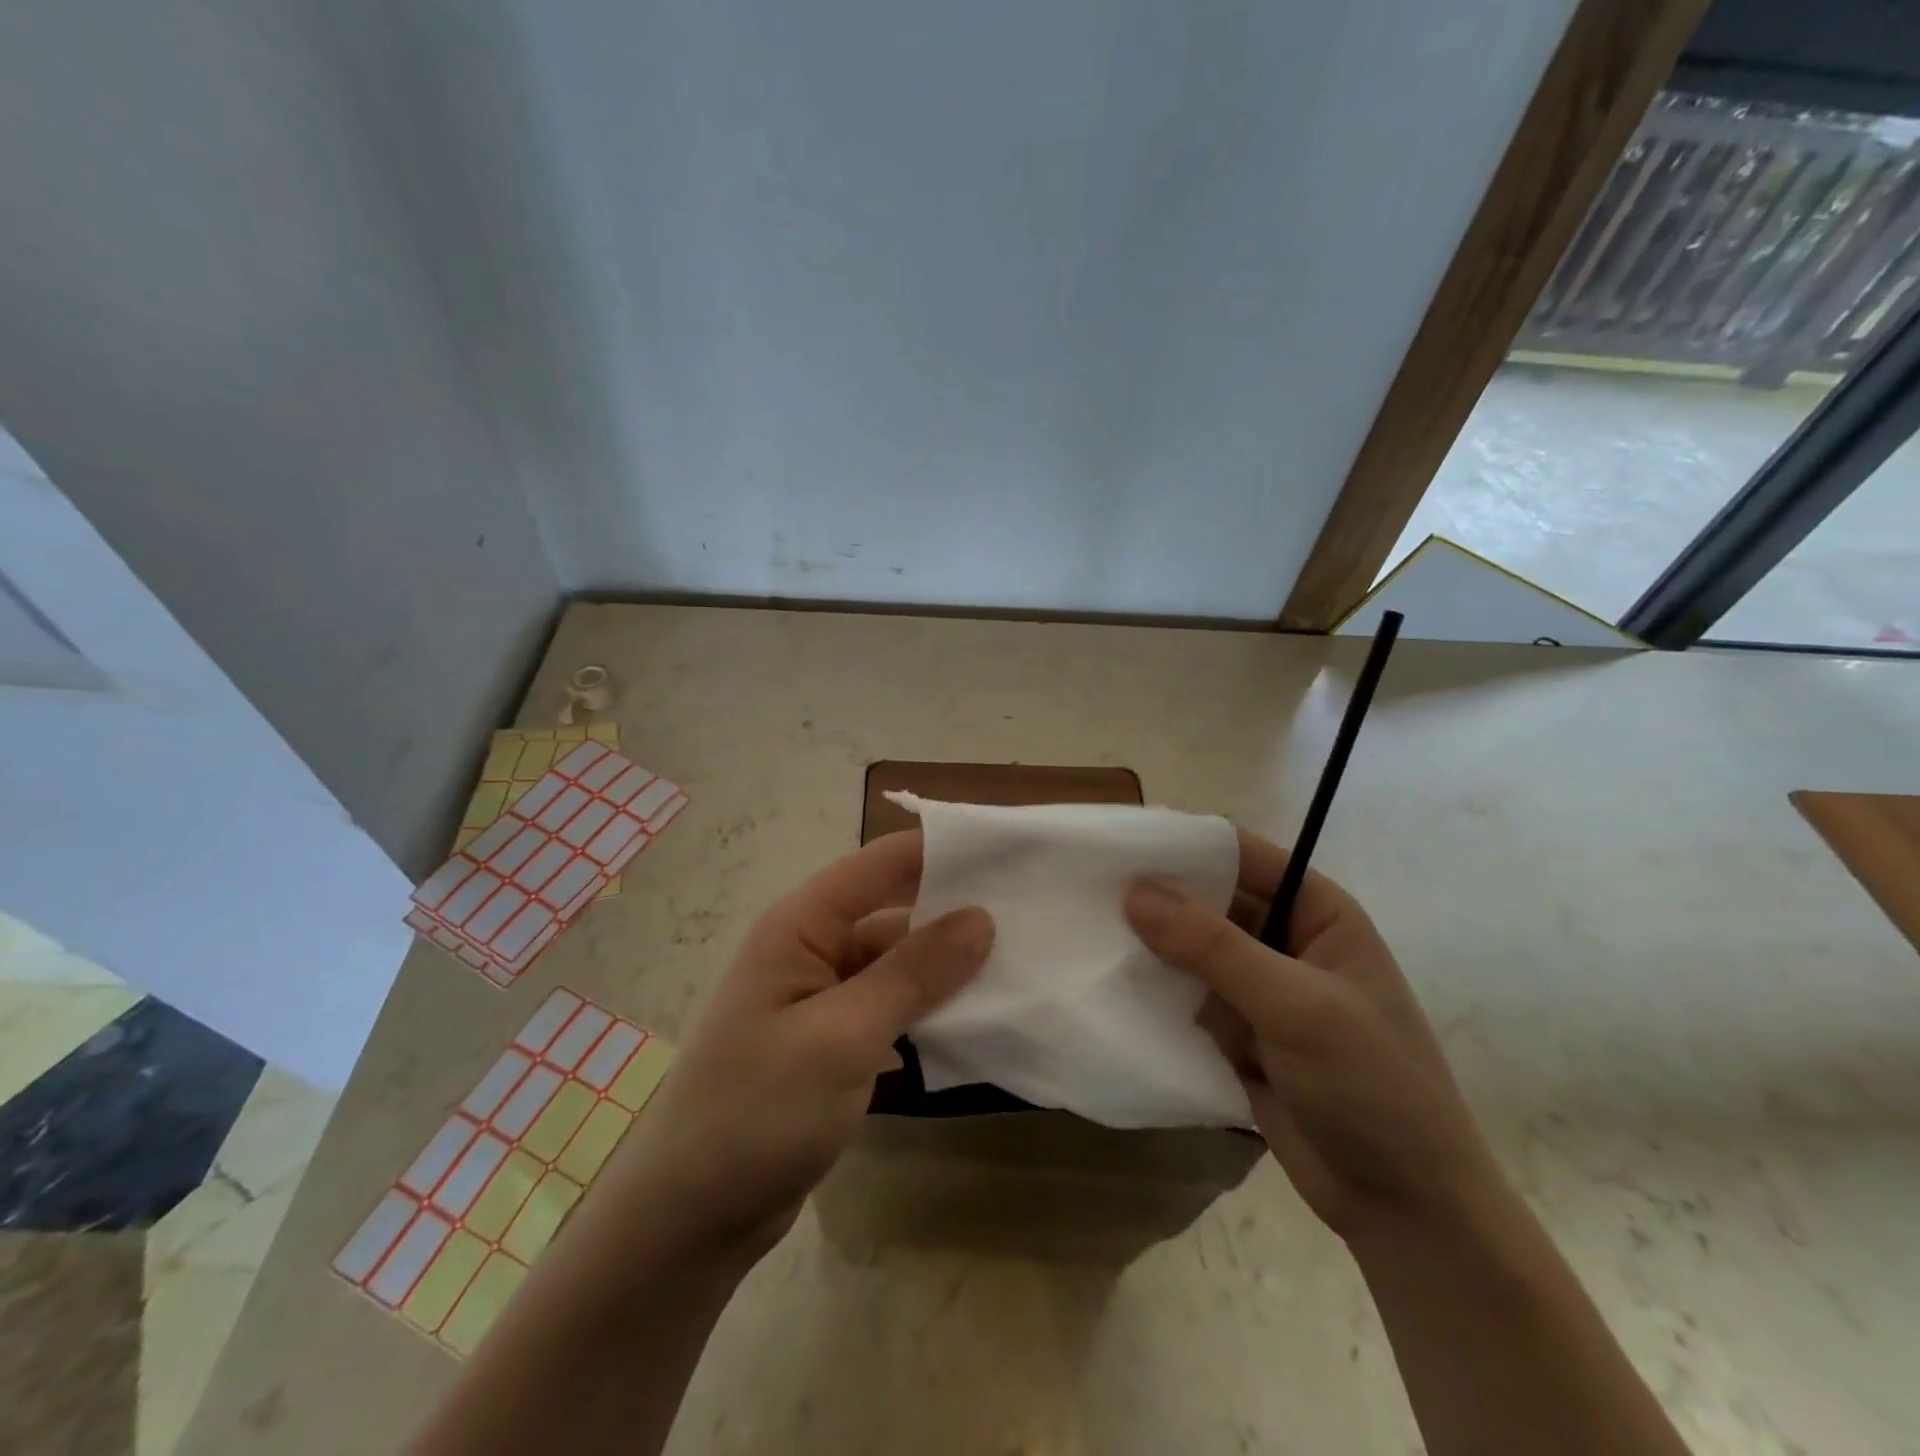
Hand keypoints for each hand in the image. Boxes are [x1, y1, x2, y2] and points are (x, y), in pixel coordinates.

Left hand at [600, 831, 992, 1262]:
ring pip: (896, 964)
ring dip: (946, 968)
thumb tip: (981, 916)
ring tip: (1020, 965)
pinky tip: (975, 1021)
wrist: (689, 1220)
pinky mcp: (831, 1041)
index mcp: (801, 925)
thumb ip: (913, 974)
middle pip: (894, 911)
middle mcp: (810, 948)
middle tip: (1031, 915)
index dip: (943, 851)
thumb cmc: (757, 1113)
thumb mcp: (843, 1037)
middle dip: (954, 912)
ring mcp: (821, 997)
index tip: (1011, 854)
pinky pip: (889, 1007)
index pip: (881, 863)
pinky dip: (927, 1010)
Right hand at [1125, 829, 1502, 1244]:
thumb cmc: (1372, 1086)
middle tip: (1086, 887)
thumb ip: (1214, 947)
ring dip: (1149, 945)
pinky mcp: (1236, 1033)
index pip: (1242, 856)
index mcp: (1317, 913)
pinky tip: (1106, 981)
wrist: (1404, 1207)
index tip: (1119, 843)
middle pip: (1209, 901)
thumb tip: (1135, 892)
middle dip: (1157, 897)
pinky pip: (1184, 996)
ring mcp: (1258, 990)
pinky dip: (1153, 991)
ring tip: (1084, 929)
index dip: (1185, 846)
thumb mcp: (1296, 1006)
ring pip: (1189, 950)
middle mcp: (1284, 941)